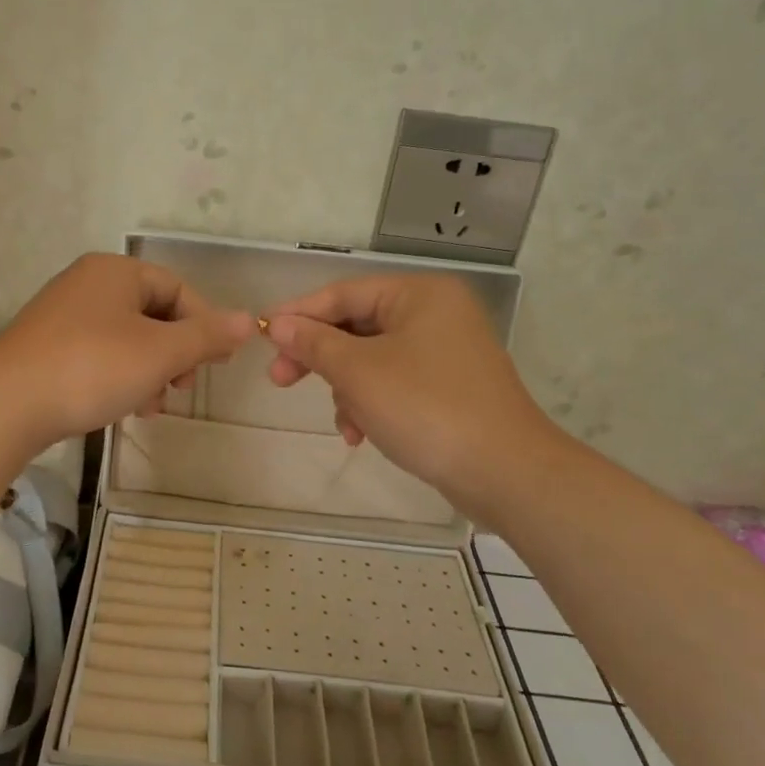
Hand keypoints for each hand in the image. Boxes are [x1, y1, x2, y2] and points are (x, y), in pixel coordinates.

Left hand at [0, 254, 253, 452]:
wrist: (5, 405)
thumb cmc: (92, 368)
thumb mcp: (160, 353)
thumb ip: (206, 336)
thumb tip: (248, 320)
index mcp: (116, 272)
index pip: (178, 289)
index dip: (204, 325)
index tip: (216, 364)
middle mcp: (87, 284)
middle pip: (152, 314)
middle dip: (175, 354)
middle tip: (181, 388)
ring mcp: (62, 315)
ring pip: (126, 339)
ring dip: (149, 372)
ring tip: (151, 407)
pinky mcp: (46, 347)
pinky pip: (98, 355)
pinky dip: (119, 377)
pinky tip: (122, 408)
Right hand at [264, 274, 542, 503]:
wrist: (504, 471)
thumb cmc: (425, 408)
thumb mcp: (358, 372)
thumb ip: (314, 343)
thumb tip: (277, 324)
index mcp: (419, 295)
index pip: (343, 294)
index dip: (298, 314)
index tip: (261, 334)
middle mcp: (435, 313)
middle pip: (356, 326)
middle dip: (320, 358)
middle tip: (280, 380)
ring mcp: (446, 352)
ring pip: (372, 360)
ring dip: (347, 390)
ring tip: (344, 423)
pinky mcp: (449, 387)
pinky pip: (394, 383)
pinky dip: (372, 404)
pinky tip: (361, 434)